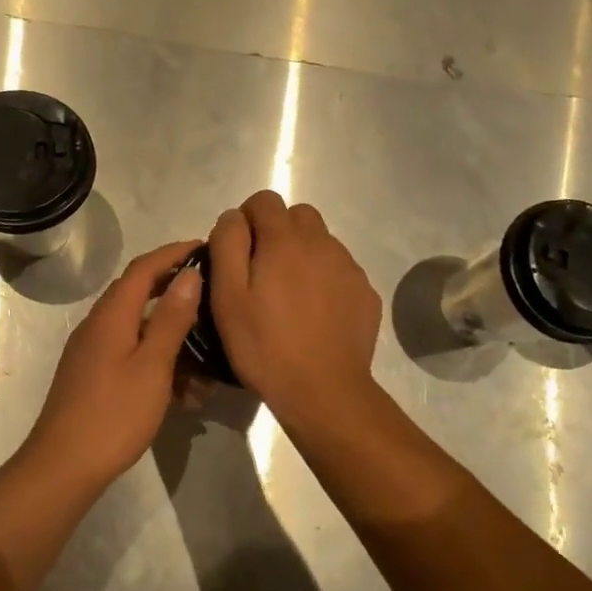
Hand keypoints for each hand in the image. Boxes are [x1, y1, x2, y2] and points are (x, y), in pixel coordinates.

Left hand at [22, 239, 204, 487]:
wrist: (64, 466)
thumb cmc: (114, 413)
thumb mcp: (152, 365)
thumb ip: (171, 318)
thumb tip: (189, 274)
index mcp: (112, 314)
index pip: (144, 267)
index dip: (174, 253)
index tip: (205, 247)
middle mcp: (99, 324)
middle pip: (140, 294)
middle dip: (177, 294)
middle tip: (213, 298)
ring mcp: (94, 351)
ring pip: (139, 330)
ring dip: (173, 340)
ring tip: (208, 365)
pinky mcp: (94, 376)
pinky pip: (132, 355)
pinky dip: (158, 363)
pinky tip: (185, 394)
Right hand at [208, 191, 380, 424]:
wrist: (324, 391)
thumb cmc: (265, 345)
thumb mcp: (227, 296)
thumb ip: (226, 245)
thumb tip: (233, 217)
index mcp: (284, 240)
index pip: (264, 199)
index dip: (246, 219)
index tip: (237, 252)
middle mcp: (322, 243)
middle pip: (297, 215)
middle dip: (277, 231)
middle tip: (262, 272)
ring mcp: (348, 267)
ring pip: (321, 241)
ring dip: (302, 254)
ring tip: (289, 296)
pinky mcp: (365, 292)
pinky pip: (340, 270)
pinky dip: (324, 279)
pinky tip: (314, 314)